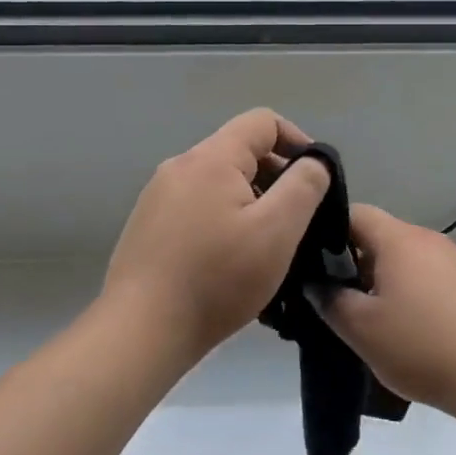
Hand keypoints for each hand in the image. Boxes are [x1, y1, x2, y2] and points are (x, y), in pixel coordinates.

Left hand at [104, 108, 330, 359]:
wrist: (140, 333)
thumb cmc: (217, 278)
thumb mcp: (277, 230)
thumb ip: (304, 185)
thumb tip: (315, 162)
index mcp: (211, 158)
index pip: (263, 121)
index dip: (297, 141)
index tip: (315, 180)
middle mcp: (180, 166)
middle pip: (240, 151)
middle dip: (275, 176)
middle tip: (296, 221)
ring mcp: (158, 196)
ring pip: (219, 182)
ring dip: (251, 201)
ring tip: (267, 245)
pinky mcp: (148, 226)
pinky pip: (198, 206)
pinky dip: (224, 218)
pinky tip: (230, 261)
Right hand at [317, 205, 455, 418]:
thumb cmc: (423, 346)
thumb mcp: (362, 329)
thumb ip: (331, 301)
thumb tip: (316, 283)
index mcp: (398, 239)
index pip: (354, 213)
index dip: (326, 232)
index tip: (312, 263)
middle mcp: (428, 238)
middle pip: (380, 237)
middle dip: (354, 263)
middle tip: (338, 299)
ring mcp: (455, 259)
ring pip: (406, 259)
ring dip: (385, 280)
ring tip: (373, 319)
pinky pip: (430, 276)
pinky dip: (413, 292)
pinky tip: (412, 328)